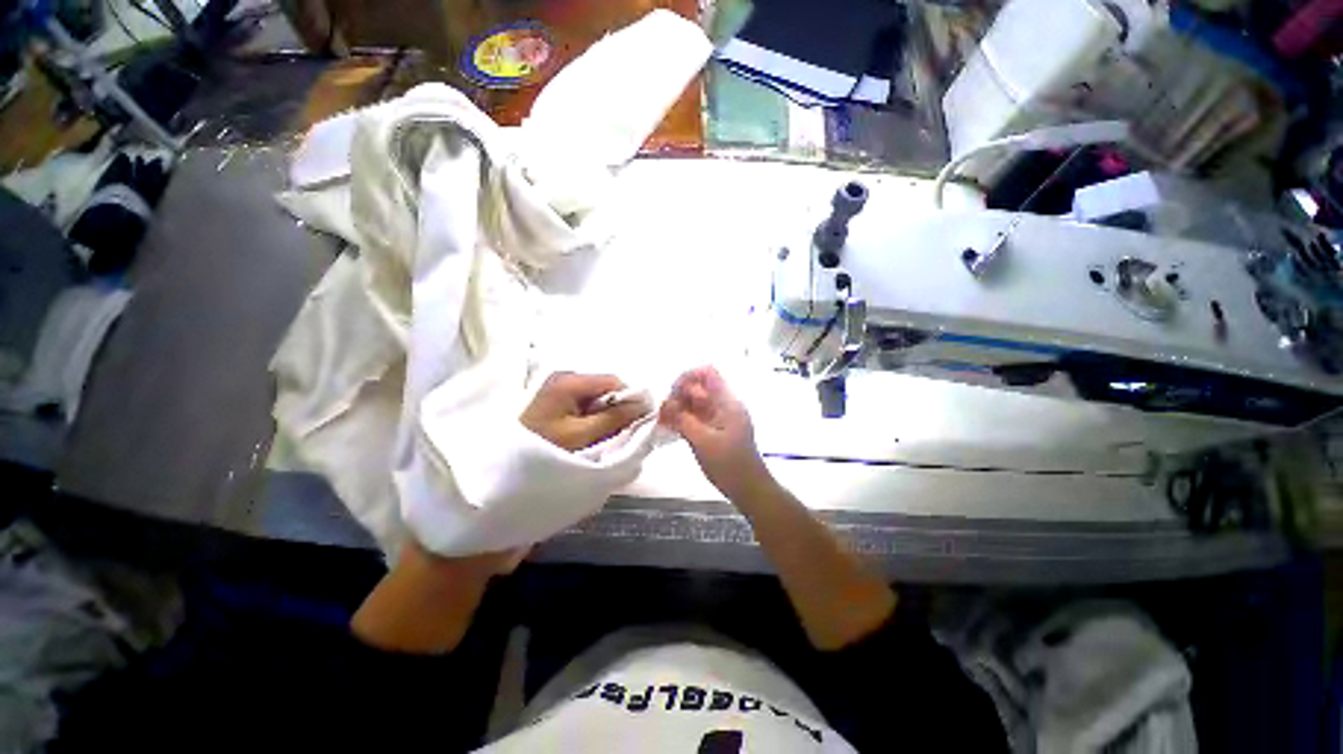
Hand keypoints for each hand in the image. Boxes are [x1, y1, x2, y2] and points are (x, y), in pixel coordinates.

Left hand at [521, 373, 648, 451]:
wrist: (501, 468)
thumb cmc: (542, 448)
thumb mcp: (582, 435)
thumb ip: (615, 418)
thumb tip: (644, 404)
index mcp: (569, 381)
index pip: (613, 381)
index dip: (630, 398)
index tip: (637, 421)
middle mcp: (564, 378)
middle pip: (605, 388)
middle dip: (616, 409)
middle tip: (619, 433)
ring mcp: (558, 389)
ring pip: (596, 399)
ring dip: (604, 416)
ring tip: (603, 437)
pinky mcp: (555, 401)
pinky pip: (584, 405)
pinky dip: (592, 419)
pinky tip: (589, 435)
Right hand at [660, 366, 771, 500]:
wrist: (749, 489)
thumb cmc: (730, 465)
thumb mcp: (703, 441)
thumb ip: (682, 420)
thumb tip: (664, 403)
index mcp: (727, 402)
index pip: (707, 373)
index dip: (687, 377)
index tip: (672, 393)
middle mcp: (723, 405)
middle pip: (698, 387)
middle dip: (678, 394)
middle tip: (664, 412)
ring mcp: (718, 417)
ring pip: (694, 402)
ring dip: (677, 407)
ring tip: (662, 421)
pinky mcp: (713, 429)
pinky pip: (694, 416)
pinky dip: (681, 418)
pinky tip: (668, 427)